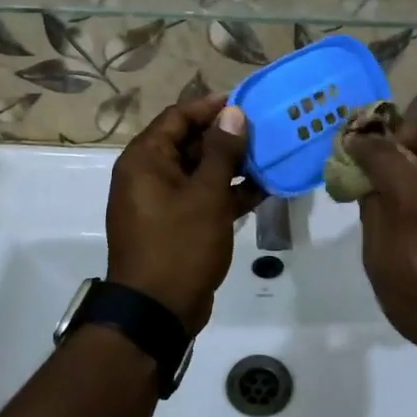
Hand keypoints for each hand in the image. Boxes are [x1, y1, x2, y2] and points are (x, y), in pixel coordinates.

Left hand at [106, 96, 261, 333]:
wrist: (157, 312)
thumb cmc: (179, 245)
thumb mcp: (206, 195)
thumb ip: (221, 151)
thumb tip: (233, 113)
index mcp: (145, 160)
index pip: (178, 117)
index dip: (211, 107)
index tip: (246, 104)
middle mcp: (149, 174)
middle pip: (189, 142)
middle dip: (226, 137)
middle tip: (265, 131)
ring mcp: (162, 201)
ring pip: (199, 171)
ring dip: (231, 165)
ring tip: (270, 158)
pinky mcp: (176, 224)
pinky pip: (202, 197)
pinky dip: (227, 192)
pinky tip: (263, 190)